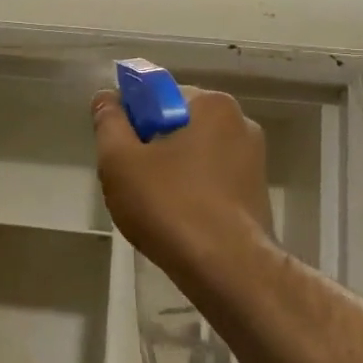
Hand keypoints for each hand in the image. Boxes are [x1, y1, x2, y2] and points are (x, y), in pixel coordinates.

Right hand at [92, 84, 274, 291]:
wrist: (226, 268)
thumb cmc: (169, 204)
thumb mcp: (120, 160)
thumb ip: (108, 122)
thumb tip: (105, 97)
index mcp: (211, 104)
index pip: (157, 93)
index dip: (129, 117)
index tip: (116, 149)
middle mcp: (239, 122)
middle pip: (175, 123)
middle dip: (149, 145)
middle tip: (128, 179)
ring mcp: (253, 159)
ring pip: (192, 153)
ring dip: (168, 169)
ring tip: (150, 205)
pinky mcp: (256, 192)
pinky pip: (210, 178)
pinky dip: (190, 190)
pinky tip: (175, 218)